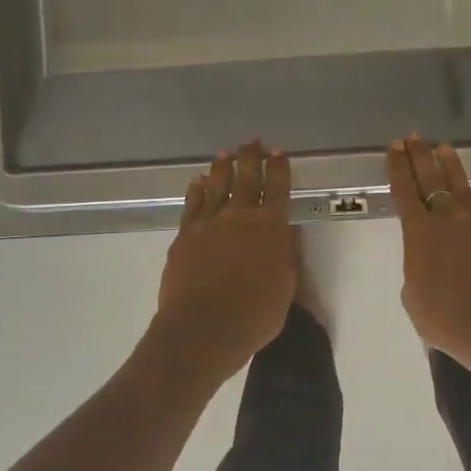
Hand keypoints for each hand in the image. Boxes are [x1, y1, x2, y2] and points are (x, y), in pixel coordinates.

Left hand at [154, 142, 296, 382]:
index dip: (279, 168)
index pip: (278, 188)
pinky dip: (196, 191)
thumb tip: (286, 234)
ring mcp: (208, 224)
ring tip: (225, 154)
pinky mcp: (184, 236)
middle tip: (252, 142)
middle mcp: (239, 217)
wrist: (203, 328)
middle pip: (246, 179)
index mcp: (271, 228)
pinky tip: (197, 182)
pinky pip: (192, 205)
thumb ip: (286, 257)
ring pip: (216, 186)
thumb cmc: (255, 315)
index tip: (279, 152)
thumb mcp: (286, 288)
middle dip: (251, 158)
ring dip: (221, 168)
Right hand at [388, 136, 470, 374]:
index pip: (403, 192)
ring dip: (453, 164)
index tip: (394, 147)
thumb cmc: (449, 321)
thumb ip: (416, 275)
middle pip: (430, 179)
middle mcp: (447, 218)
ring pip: (463, 184)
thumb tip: (426, 266)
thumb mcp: (414, 301)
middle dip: (419, 155)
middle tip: (414, 136)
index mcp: (419, 235)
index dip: (397, 168)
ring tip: (445, 148)